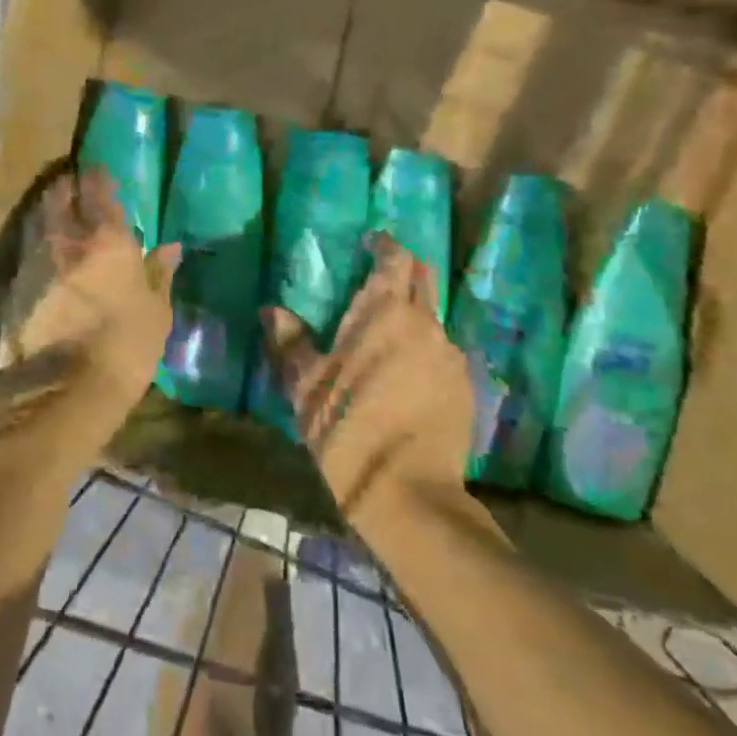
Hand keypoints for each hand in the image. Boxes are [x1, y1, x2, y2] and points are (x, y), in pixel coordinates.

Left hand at [4, 169, 181, 408]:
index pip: (99, 195)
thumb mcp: (156, 312)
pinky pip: (28, 255)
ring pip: (39, 224)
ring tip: (55, 213)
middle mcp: (68, 243)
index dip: (98, 179)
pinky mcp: (16, 289)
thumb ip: (159, 274)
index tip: (97, 170)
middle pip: (59, 200)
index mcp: (109, 242)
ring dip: (47, 214)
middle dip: (65, 188)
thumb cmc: (126, 346)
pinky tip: (44, 256)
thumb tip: (171, 248)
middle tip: (70, 184)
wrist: (65, 388)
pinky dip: (37, 248)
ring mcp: (37, 264)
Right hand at [264, 239, 473, 525]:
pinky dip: (425, 346)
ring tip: (389, 331)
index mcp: (386, 313)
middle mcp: (426, 323)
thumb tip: (272, 311)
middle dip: (405, 269)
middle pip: (423, 278)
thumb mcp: (307, 388)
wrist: (410, 493)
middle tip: (380, 275)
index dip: (385, 245)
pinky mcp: (465, 386)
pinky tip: (407, 372)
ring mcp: (450, 355)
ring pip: (434, 316)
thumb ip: (290, 343)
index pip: (395, 258)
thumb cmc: (349, 430)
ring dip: (415, 311)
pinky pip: (443, 351)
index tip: (370, 242)